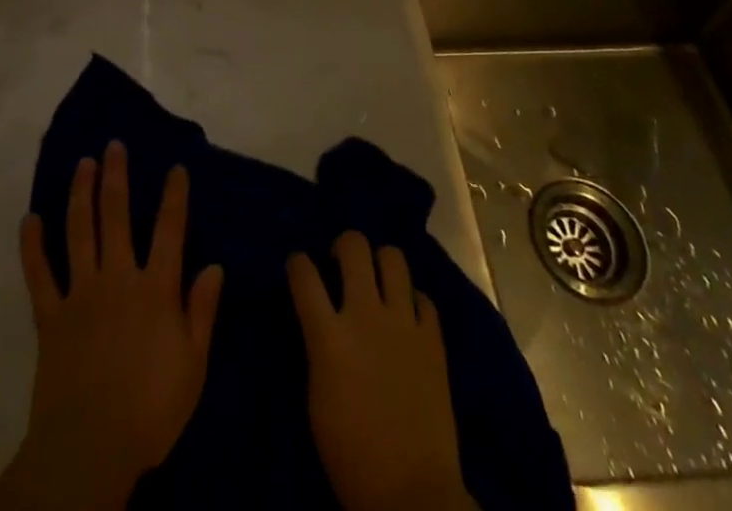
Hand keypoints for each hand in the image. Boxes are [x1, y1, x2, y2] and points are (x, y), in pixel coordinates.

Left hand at [0, 142, 224, 510]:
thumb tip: (214, 266)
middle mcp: (117, 278)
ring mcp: (81, 293)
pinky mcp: (50, 316)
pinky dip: (32, 246)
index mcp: (155, 289)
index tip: (175, 167)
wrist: (91, 447)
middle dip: (116, 177)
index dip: (174, 196)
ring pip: (78, 232)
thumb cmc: (151, 409)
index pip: (169, 230)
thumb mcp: (193, 365)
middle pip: (116, 216)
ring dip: (79, 194)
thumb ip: (202, 311)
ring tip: (82, 164)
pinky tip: (30, 219)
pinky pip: (39, 275)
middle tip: (113, 145)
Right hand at [288, 232, 476, 510]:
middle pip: (354, 246)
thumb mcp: (317, 398)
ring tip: (377, 280)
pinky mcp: (434, 338)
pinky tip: (406, 317)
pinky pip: (423, 297)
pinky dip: (412, 301)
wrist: (412, 494)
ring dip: (381, 263)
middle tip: (341, 263)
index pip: (303, 273)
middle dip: (343, 245)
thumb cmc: (351, 455)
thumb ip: (318, 345)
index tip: (298, 267)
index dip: (297, 262)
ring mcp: (404, 323)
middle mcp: (366, 315)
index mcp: (329, 336)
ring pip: (393, 258)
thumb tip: (320, 317)